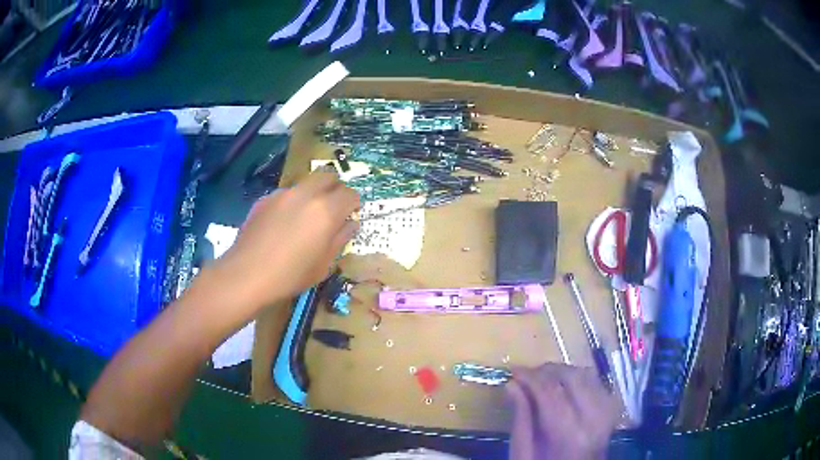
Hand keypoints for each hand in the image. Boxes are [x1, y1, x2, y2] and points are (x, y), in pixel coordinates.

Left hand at [215, 172, 359, 312]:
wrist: (247, 274)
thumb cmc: (291, 275)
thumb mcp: (323, 264)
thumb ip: (340, 239)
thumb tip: (350, 224)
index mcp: (326, 210)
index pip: (350, 193)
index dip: (353, 204)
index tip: (349, 216)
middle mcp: (306, 194)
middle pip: (328, 176)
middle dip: (334, 188)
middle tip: (331, 209)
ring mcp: (283, 194)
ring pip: (305, 183)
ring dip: (312, 194)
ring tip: (304, 218)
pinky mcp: (265, 199)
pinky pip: (285, 194)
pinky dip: (291, 202)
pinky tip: (282, 224)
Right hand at [507, 363, 619, 459]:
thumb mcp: (523, 454)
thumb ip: (521, 419)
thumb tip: (512, 385)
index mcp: (570, 434)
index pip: (551, 392)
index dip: (531, 377)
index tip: (513, 371)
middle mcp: (594, 418)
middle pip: (573, 378)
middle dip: (547, 371)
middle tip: (527, 375)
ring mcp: (607, 412)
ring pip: (587, 375)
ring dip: (564, 372)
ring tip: (544, 380)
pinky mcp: (611, 410)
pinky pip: (597, 382)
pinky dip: (579, 378)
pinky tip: (564, 386)